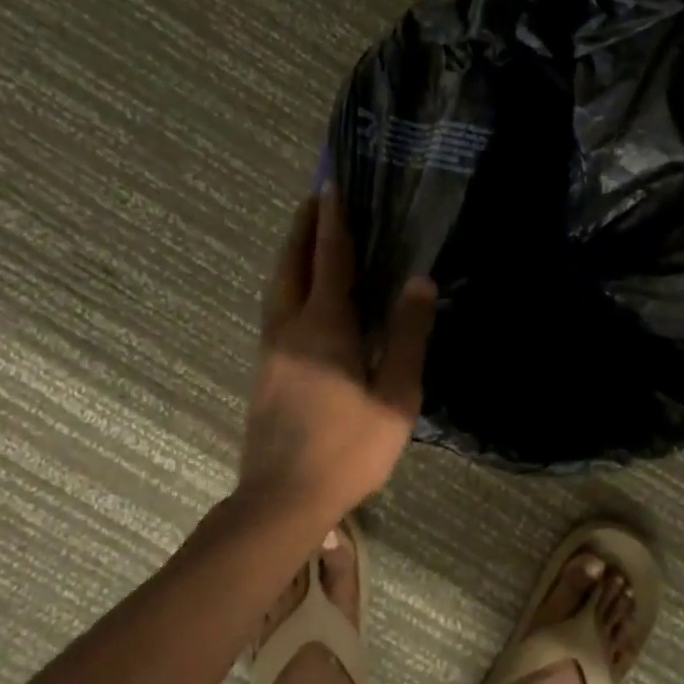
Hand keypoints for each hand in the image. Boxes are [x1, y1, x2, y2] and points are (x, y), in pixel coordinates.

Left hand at [237, 186, 437, 523]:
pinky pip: (275, 309)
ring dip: (290, 254)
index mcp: (325, 327)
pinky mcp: (264, 370)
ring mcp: (270, 349)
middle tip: (314, 199)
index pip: (330, 259)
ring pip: (276, 286)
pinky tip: (299, 295)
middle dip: (302, 228)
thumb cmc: (349, 448)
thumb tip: (420, 282)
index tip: (331, 186)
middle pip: (291, 264)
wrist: (282, 498)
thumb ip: (408, 337)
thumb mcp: (396, 396)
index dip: (333, 221)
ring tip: (305, 236)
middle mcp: (290, 327)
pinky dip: (287, 284)